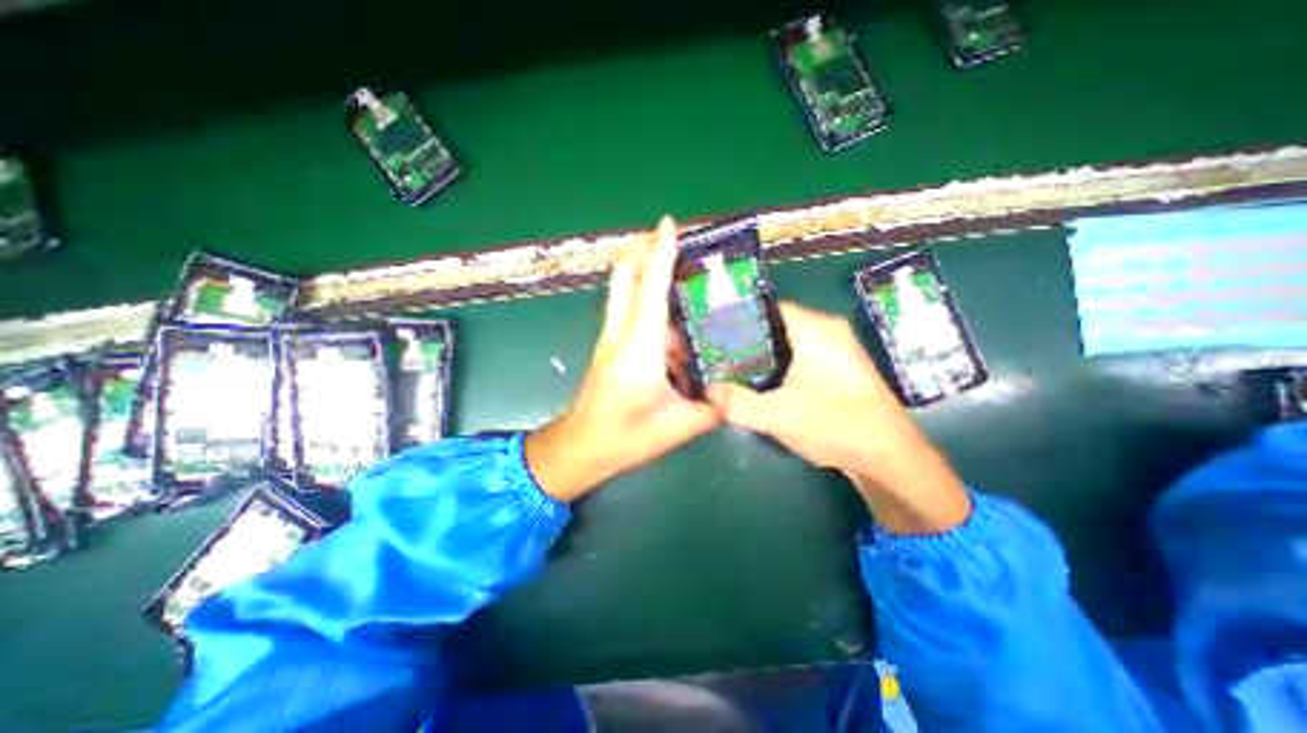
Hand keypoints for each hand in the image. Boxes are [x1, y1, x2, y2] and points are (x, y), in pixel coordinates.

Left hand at [525, 217, 719, 499]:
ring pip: (625, 292)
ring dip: (649, 275)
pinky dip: (649, 302)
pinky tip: (676, 322)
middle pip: (625, 277)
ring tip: (686, 279)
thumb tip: (735, 388)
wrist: (580, 448)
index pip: (651, 290)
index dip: (660, 253)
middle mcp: (620, 335)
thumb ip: (713, 405)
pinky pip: (629, 311)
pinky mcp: (609, 346)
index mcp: (639, 351)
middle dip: (644, 249)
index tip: (669, 223)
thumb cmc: (625, 439)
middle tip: (673, 239)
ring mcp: (610, 338)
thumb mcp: (680, 426)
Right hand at [706, 302, 969, 535]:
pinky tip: (761, 384)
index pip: (768, 308)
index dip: (738, 319)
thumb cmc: (836, 426)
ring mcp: (836, 349)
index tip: (713, 335)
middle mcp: (828, 330)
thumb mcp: (777, 416)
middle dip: (746, 341)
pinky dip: (779, 366)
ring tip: (731, 369)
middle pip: (776, 325)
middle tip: (717, 356)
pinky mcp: (838, 368)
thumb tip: (708, 391)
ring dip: (761, 357)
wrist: (890, 458)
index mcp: (816, 329)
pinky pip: (800, 357)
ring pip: (787, 343)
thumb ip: (736, 402)